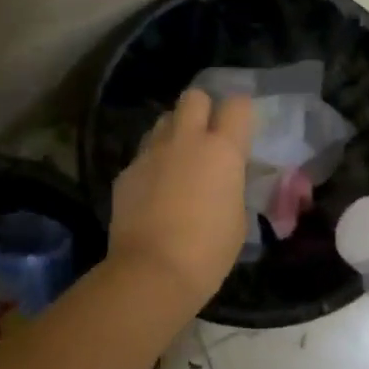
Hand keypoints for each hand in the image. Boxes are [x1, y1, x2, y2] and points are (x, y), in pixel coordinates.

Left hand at [109, 89, 254, 311]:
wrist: (152, 271)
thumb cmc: (208, 250)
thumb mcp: (238, 217)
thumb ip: (232, 186)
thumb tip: (224, 179)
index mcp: (222, 150)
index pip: (237, 105)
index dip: (241, 112)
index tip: (241, 127)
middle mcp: (186, 140)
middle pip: (194, 97)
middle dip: (202, 108)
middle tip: (207, 134)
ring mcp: (152, 153)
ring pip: (164, 121)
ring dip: (174, 133)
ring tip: (178, 159)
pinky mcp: (127, 171)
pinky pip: (144, 154)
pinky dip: (152, 164)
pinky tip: (154, 190)